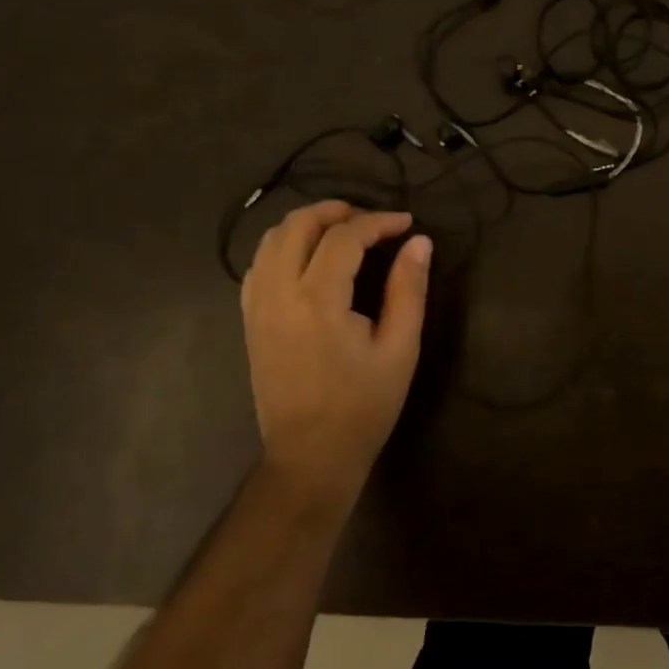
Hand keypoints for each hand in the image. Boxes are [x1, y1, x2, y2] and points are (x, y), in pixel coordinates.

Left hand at [240, 201, 431, 506]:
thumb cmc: (363, 407)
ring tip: (343, 232)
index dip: (378, 221)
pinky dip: (284, 247)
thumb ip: (409, 289)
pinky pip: (258, 265)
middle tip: (372, 221)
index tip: (406, 223)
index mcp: (318, 301)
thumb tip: (419, 242)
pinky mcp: (249, 320)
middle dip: (337, 211)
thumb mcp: (400, 349)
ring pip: (271, 239)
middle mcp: (279, 294)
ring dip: (308, 224)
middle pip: (298, 224)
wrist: (310, 458)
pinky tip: (310, 260)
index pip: (345, 236)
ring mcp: (257, 306)